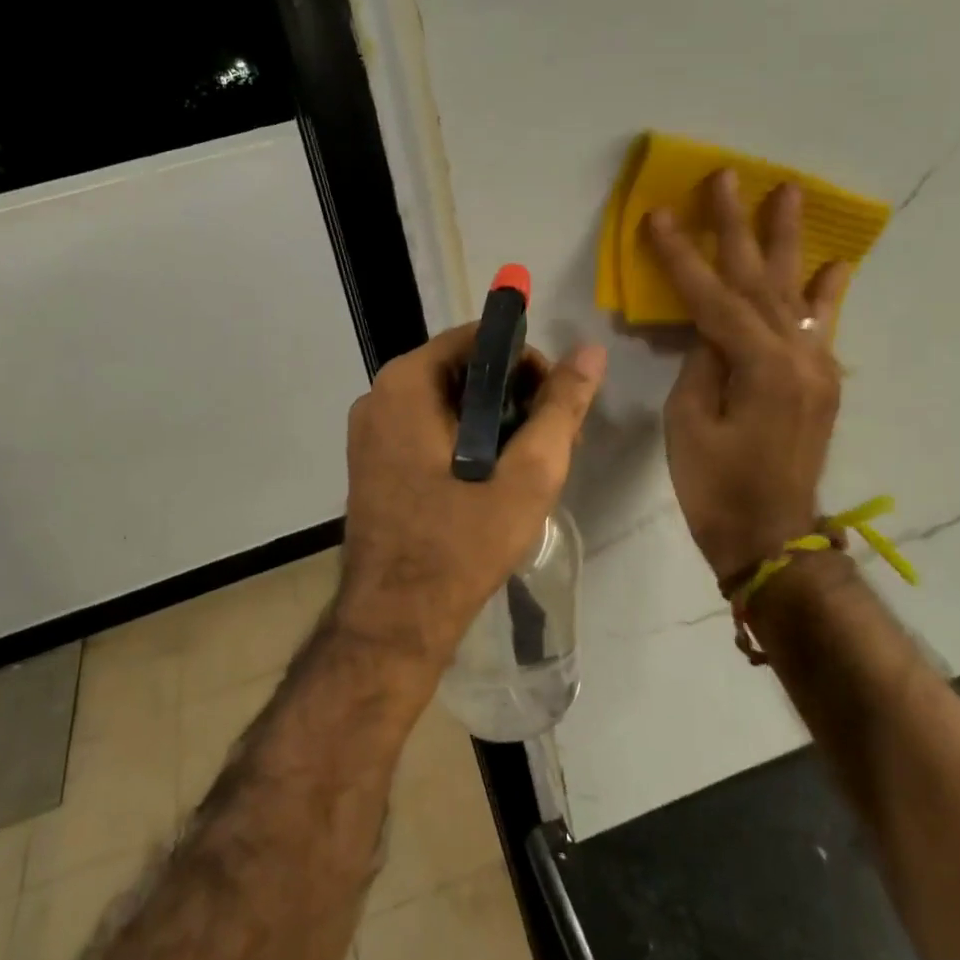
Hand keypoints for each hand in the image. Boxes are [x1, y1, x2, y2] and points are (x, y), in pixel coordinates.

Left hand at [337, 324, 607, 666]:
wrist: (395, 620)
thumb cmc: (462, 543)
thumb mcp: (528, 473)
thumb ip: (561, 406)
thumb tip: (591, 351)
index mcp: (406, 384)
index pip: (479, 339)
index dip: (527, 363)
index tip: (554, 407)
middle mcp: (378, 396)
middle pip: (463, 371)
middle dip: (514, 398)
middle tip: (551, 444)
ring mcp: (369, 432)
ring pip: (447, 404)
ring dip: (493, 424)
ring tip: (529, 469)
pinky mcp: (372, 463)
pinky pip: (427, 431)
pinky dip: (464, 443)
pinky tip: (492, 482)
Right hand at [643, 170, 851, 587]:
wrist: (771, 539)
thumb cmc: (715, 487)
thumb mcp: (689, 424)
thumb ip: (701, 364)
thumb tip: (709, 330)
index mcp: (758, 366)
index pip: (711, 296)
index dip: (680, 255)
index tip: (657, 214)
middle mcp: (796, 355)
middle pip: (758, 279)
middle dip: (737, 226)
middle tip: (727, 176)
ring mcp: (816, 367)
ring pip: (793, 292)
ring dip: (786, 241)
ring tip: (789, 193)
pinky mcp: (820, 382)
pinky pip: (820, 326)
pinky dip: (825, 292)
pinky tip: (834, 263)